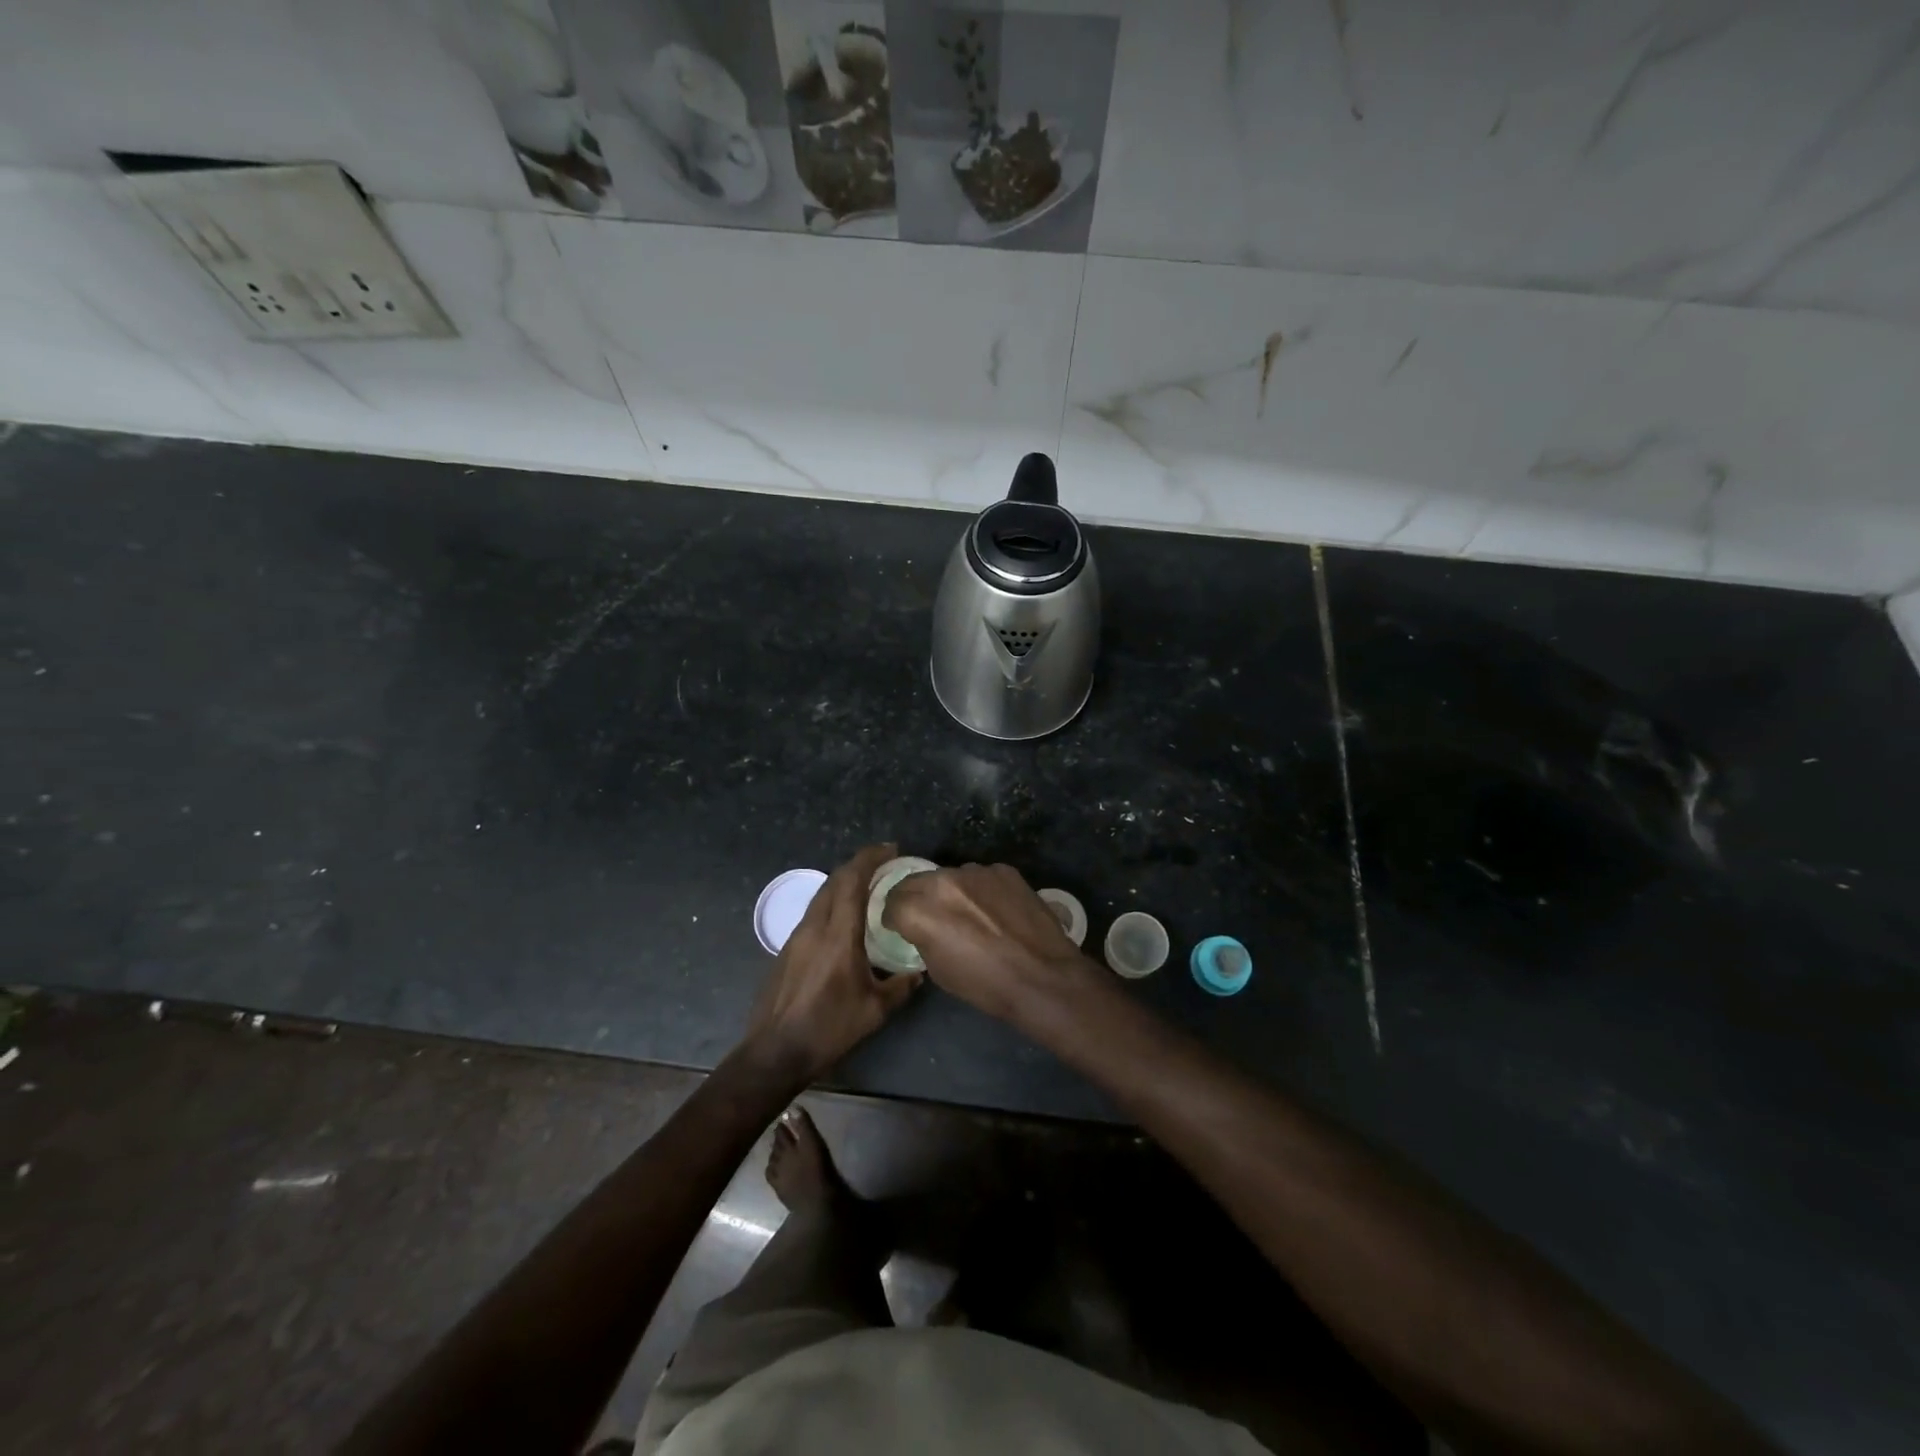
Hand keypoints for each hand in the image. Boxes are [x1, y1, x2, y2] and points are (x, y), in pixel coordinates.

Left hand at [741, 843, 918, 1086]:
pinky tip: (846, 917)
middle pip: (835, 880)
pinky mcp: (788, 948)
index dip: (870, 858)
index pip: (852, 881)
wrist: (774, 1051)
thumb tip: (919, 972)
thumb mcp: (875, 1011)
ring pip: (822, 894)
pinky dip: (833, 901)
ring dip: (844, 881)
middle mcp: (815, 927)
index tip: (891, 849)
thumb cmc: (828, 1029)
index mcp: (838, 936)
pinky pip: (814, 911)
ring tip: (868, 886)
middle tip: (884, 863)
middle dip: (859, 863)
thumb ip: (901, 987)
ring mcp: (796, 936)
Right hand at [884, 862, 1088, 1024]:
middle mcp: (943, 881)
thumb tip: (924, 929)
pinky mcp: (1004, 870)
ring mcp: (976, 871)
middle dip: (916, 898)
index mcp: (920, 910)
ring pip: (950, 876)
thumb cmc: (985, 984)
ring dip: (950, 892)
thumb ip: (923, 939)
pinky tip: (995, 911)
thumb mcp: (939, 971)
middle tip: (929, 918)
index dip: (895, 918)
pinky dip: (980, 890)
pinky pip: (981, 876)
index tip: (902, 927)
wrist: (1042, 977)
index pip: (892, 903)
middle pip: (916, 882)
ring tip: (968, 914)